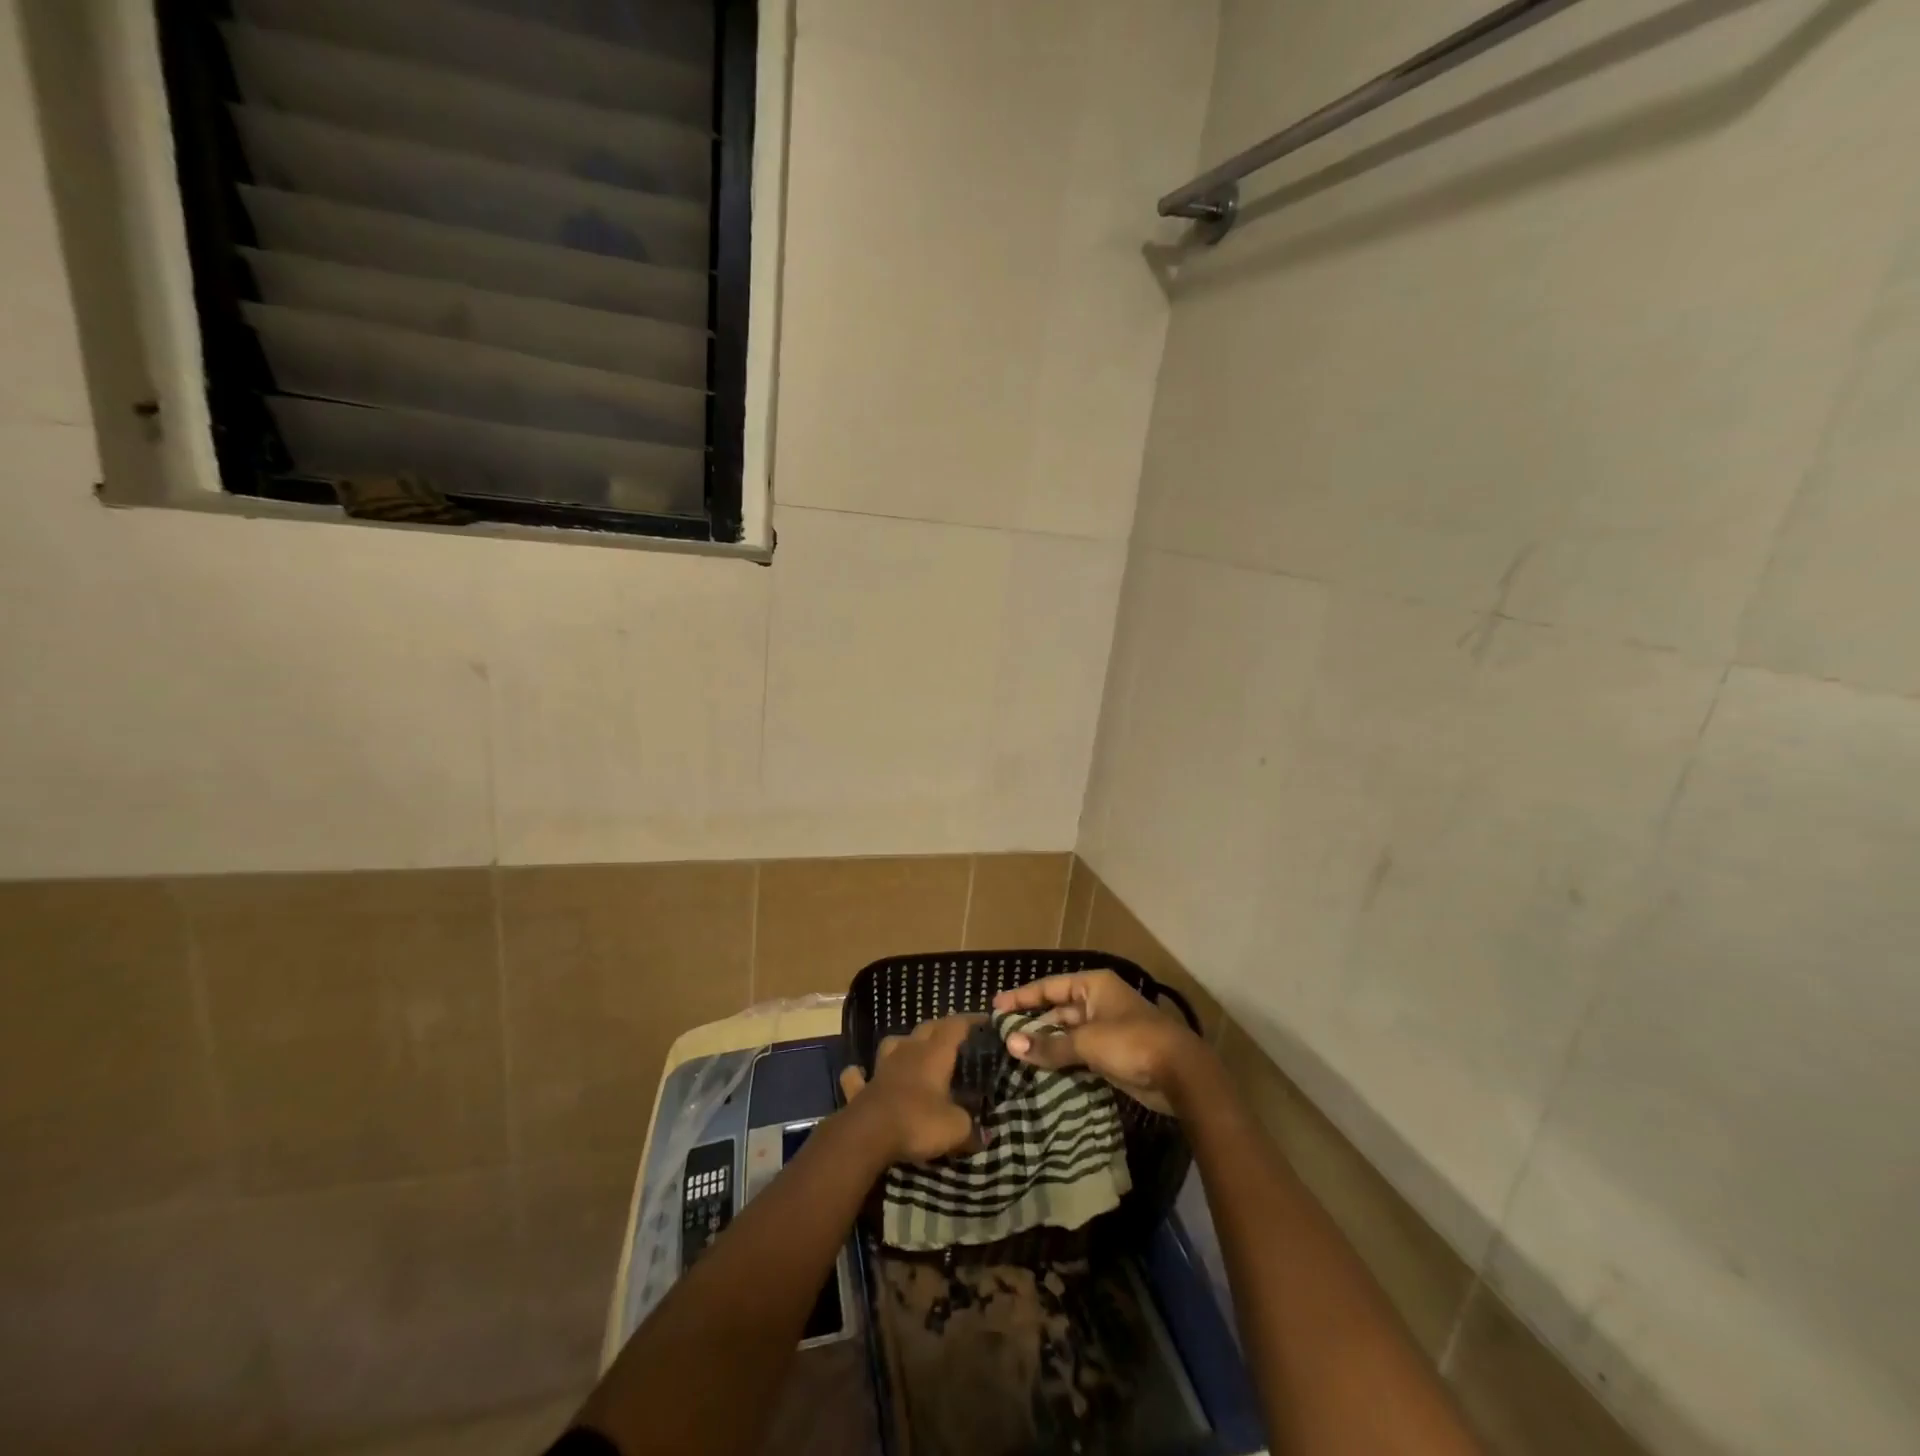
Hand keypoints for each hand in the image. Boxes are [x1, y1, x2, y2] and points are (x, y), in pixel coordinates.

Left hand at [837, 1015, 980, 1164]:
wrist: (868, 1134)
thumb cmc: (918, 1122)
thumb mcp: (955, 1129)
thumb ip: (971, 1130)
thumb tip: (984, 1136)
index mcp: (935, 1054)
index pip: (956, 1025)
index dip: (971, 1020)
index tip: (985, 1021)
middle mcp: (908, 1051)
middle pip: (927, 1028)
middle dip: (942, 1028)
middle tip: (955, 1037)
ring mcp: (881, 1067)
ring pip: (893, 1043)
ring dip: (903, 1044)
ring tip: (911, 1050)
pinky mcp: (861, 1088)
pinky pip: (858, 1076)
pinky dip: (860, 1074)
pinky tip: (861, 1076)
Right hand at [993, 970, 1209, 1113]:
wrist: (1180, 1073)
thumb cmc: (1131, 1042)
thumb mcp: (1086, 1042)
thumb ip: (1049, 1045)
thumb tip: (1011, 1045)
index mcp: (1094, 985)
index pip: (1049, 987)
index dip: (1022, 996)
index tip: (996, 1006)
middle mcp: (1099, 1001)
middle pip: (1058, 1009)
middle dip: (1033, 1023)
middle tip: (1003, 1035)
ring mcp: (1107, 1027)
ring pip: (1068, 1033)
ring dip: (1047, 1043)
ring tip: (1017, 1055)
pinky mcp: (1113, 1053)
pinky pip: (1079, 1052)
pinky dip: (1062, 1058)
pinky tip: (1042, 1070)